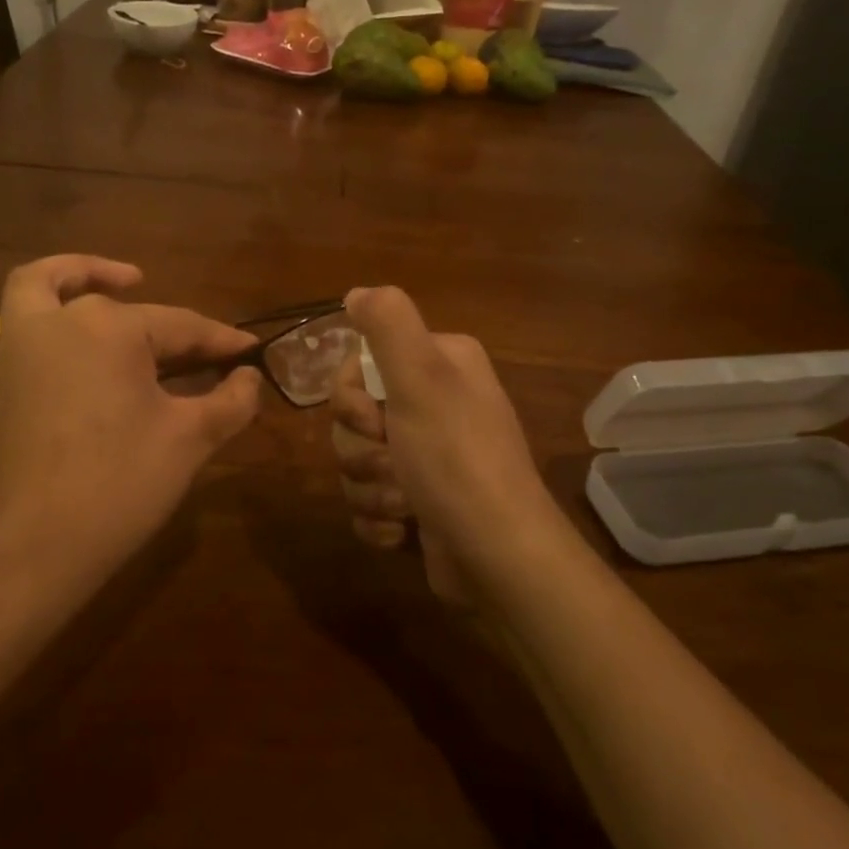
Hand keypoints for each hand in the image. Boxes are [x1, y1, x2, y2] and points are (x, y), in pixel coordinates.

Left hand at [0, 255, 261, 602]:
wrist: (26, 549)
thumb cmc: (116, 487)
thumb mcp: (188, 440)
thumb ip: (230, 401)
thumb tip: (250, 378)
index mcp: (111, 328)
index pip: (183, 327)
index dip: (223, 342)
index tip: (253, 352)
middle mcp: (62, 320)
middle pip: (131, 313)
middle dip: (177, 331)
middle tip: (210, 359)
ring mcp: (22, 345)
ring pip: (57, 290)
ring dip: (91, 277)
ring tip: (128, 283)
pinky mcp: (4, 376)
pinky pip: (25, 317)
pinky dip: (50, 301)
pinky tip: (81, 331)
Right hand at [331, 286, 556, 600]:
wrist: (497, 556)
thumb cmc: (456, 460)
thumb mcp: (422, 378)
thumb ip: (388, 323)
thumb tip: (357, 292)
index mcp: (440, 365)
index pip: (361, 364)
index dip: (351, 397)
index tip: (372, 419)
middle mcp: (435, 404)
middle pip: (354, 416)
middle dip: (361, 450)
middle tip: (393, 464)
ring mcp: (426, 457)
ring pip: (356, 461)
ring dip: (370, 488)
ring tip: (405, 505)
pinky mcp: (419, 502)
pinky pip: (368, 501)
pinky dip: (378, 519)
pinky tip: (404, 531)